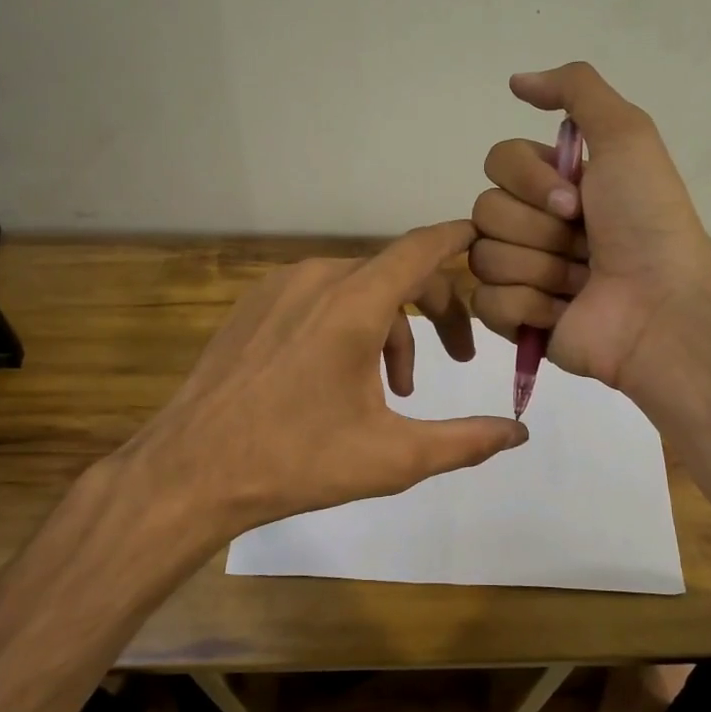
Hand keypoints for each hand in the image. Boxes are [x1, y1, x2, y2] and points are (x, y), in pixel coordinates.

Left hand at [125, 220, 527, 544]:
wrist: (191, 471)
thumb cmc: (296, 461)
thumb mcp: (393, 457)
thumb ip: (465, 441)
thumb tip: (519, 432)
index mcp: (353, 304)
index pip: (422, 249)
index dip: (460, 240)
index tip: (487, 240)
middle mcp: (316, 279)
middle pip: (395, 272)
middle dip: (436, 309)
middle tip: (459, 358)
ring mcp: (278, 289)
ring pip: (357, 289)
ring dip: (390, 329)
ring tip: (395, 389)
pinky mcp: (254, 306)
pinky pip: (319, 298)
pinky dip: (349, 325)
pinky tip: (343, 379)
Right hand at [469, 63, 710, 393]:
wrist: (662, 306)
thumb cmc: (647, 221)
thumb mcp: (627, 135)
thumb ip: (576, 90)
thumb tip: (516, 80)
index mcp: (555, 184)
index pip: (498, 162)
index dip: (530, 180)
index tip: (577, 200)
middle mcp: (536, 225)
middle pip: (485, 210)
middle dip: (538, 229)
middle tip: (584, 245)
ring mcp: (524, 274)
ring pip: (483, 257)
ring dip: (539, 268)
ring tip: (581, 282)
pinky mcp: (517, 320)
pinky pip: (486, 302)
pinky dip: (528, 306)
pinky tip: (563, 312)